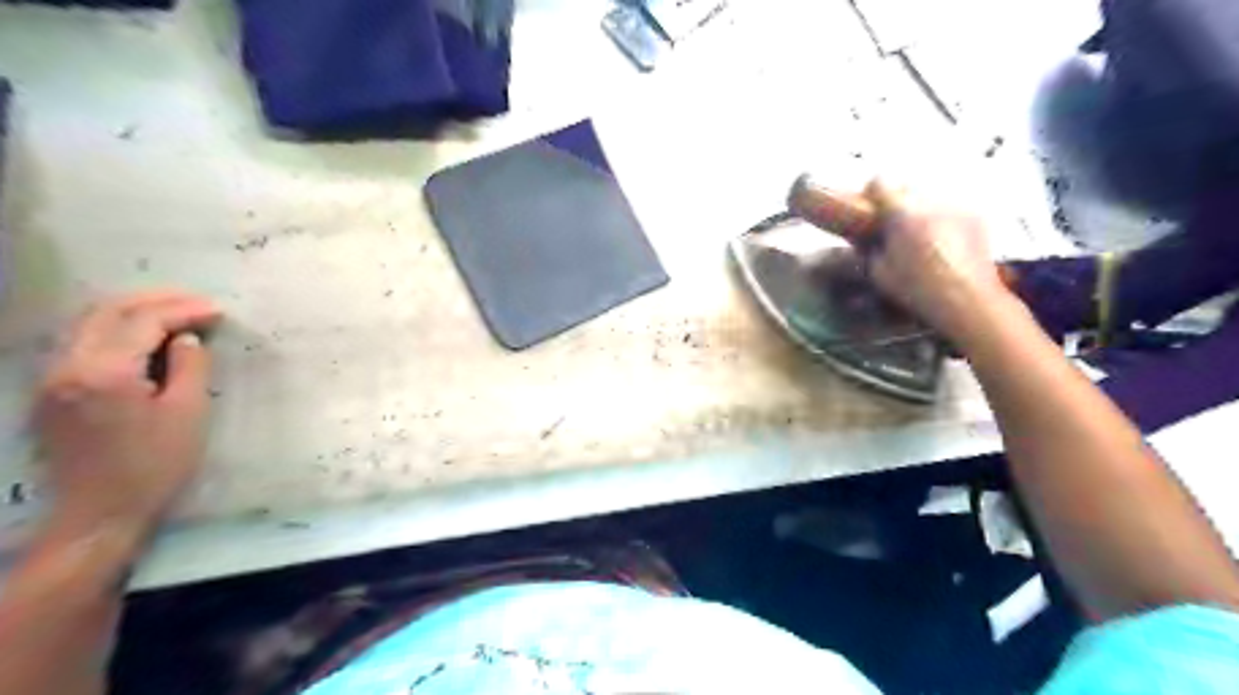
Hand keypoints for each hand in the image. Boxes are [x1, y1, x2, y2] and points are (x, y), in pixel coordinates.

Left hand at [33, 290, 221, 535]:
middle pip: (106, 312)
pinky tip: (142, 340)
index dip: (183, 310)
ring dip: (132, 312)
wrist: (99, 514)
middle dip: (155, 300)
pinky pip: (80, 345)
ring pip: (87, 325)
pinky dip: (114, 331)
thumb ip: (189, 368)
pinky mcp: (51, 394)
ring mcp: (52, 380)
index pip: (143, 322)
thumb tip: (186, 339)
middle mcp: (67, 367)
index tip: (218, 311)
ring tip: (173, 315)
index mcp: (104, 373)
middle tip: (196, 303)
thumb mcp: (187, 414)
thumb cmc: (155, 466)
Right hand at [864, 180, 1016, 344]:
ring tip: (919, 236)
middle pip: (906, 186)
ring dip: (921, 210)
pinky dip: (942, 219)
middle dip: (897, 202)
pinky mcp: (975, 217)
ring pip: (930, 197)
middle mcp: (930, 201)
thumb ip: (871, 249)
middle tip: (892, 226)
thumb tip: (869, 240)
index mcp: (901, 212)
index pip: (880, 182)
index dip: (871, 193)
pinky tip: (942, 243)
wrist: (967, 299)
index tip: (868, 208)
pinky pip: (951, 209)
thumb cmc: (917, 288)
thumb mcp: (879, 273)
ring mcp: (956, 206)